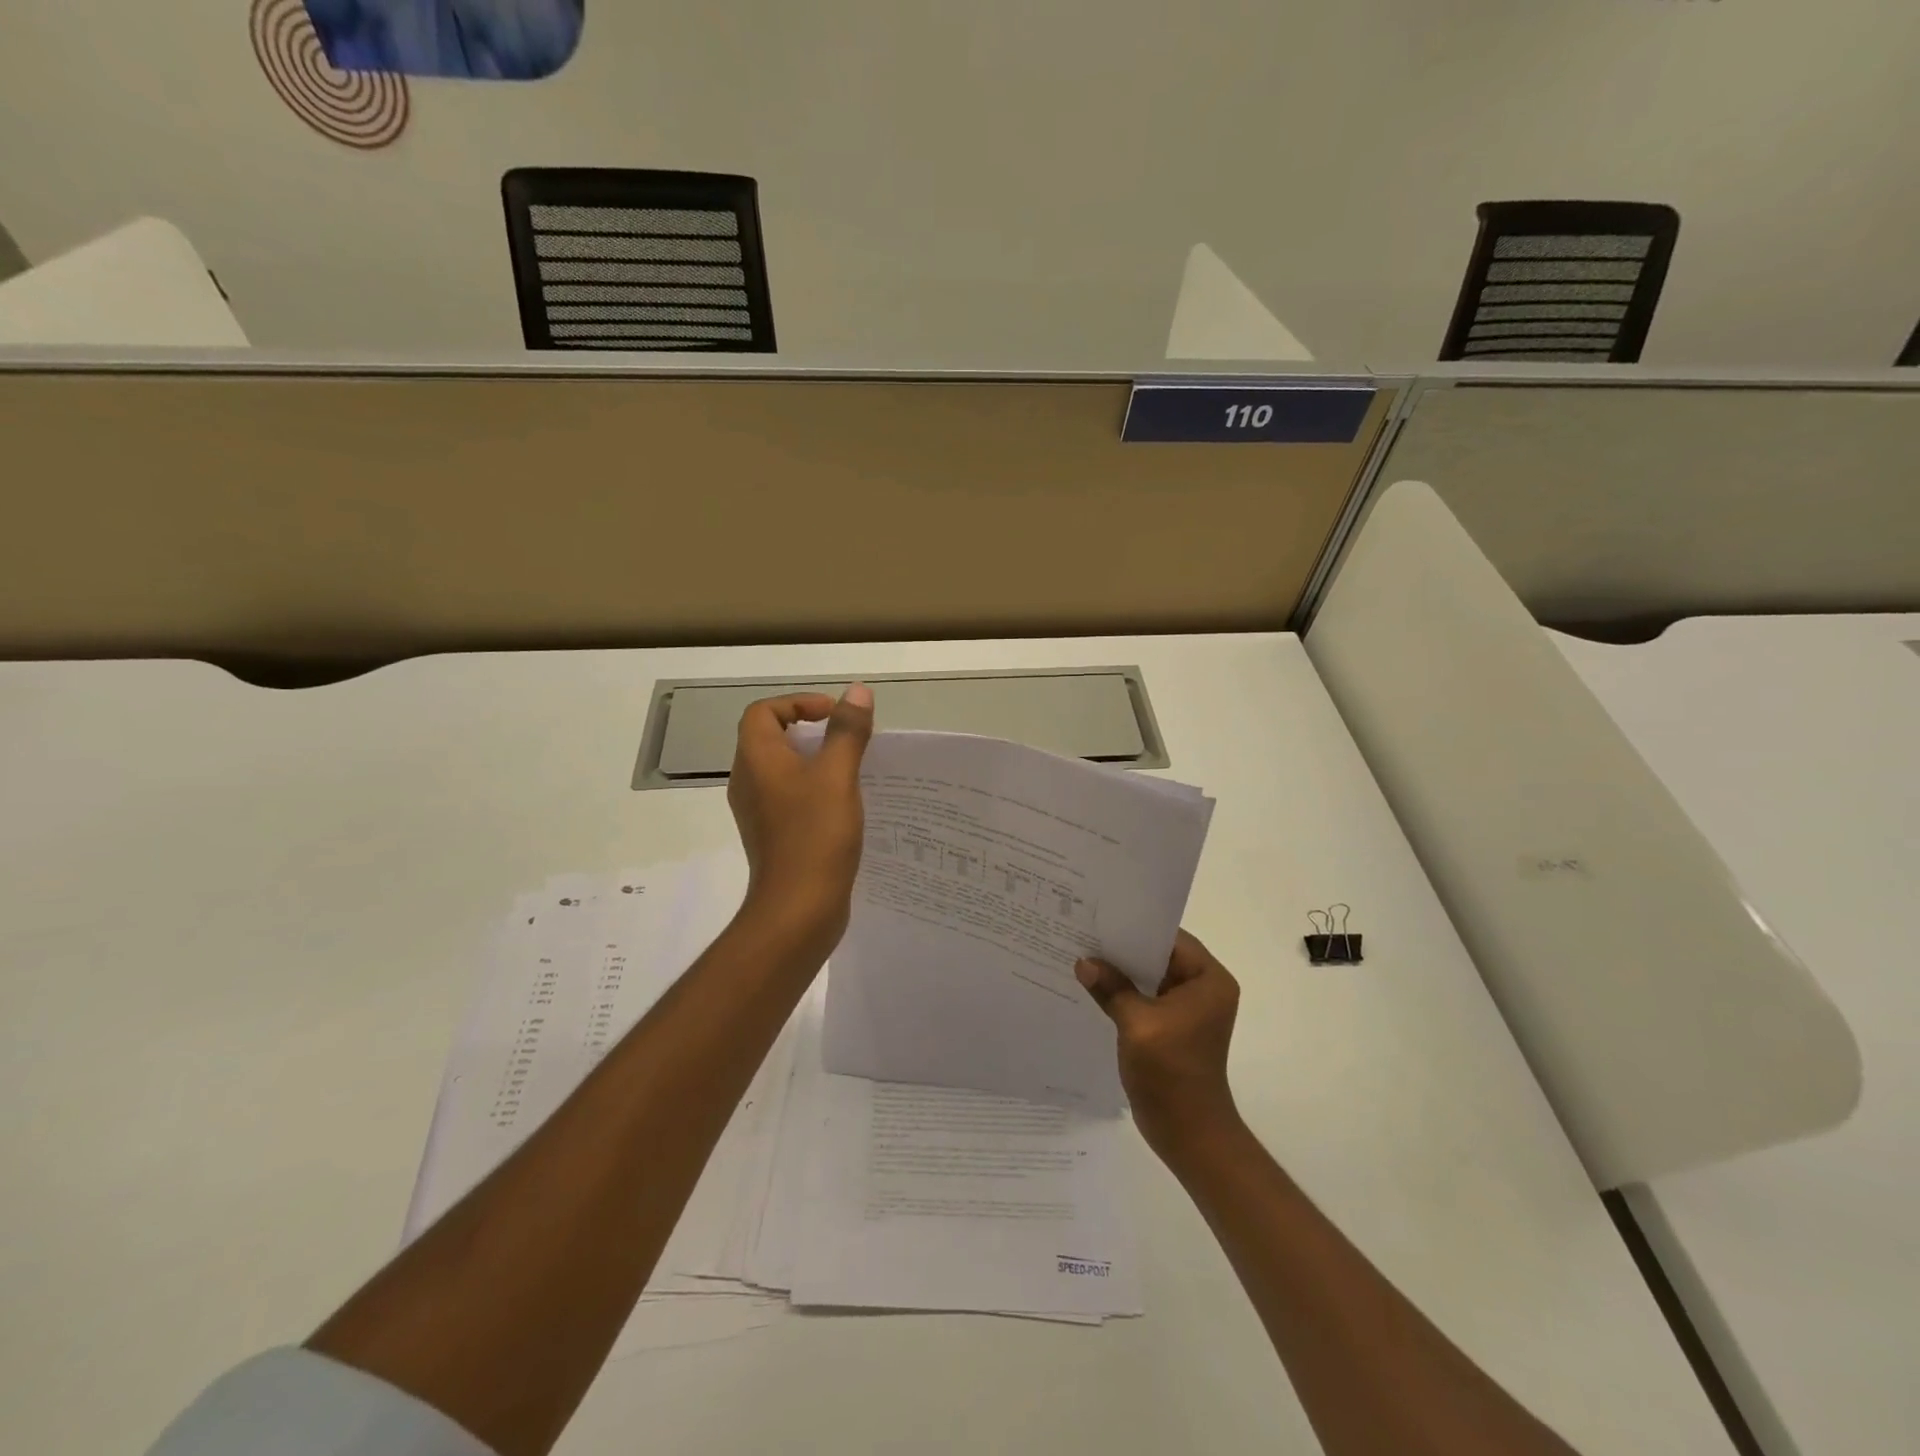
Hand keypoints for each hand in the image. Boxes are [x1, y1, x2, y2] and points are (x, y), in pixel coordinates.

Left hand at [727, 686, 874, 946]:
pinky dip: (814, 789)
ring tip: (852, 768)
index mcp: (756, 760)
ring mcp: (759, 812)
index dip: (797, 703)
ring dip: (815, 761)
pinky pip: (791, 797)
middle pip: (771, 738)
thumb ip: (847, 731)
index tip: (834, 715)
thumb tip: (856, 692)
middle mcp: (749, 782)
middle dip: (810, 731)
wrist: (798, 909)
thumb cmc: (815, 835)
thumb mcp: (837, 775)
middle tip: (847, 739)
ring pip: (783, 770)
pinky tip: (845, 804)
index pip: (763, 712)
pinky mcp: (774, 835)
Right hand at [1076, 929, 1241, 1157]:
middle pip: (1159, 956)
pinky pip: (1145, 998)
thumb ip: (1111, 987)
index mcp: (1209, 980)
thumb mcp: (1137, 1023)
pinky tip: (1093, 987)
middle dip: (1123, 949)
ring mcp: (1187, 1010)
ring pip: (1149, 977)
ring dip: (1121, 972)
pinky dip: (1123, 993)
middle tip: (1084, 933)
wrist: (1188, 1133)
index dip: (1137, 927)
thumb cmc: (1171, 1072)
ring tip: (1082, 955)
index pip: (1171, 938)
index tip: (1101, 916)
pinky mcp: (1172, 1028)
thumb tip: (1084, 962)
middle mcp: (1203, 989)